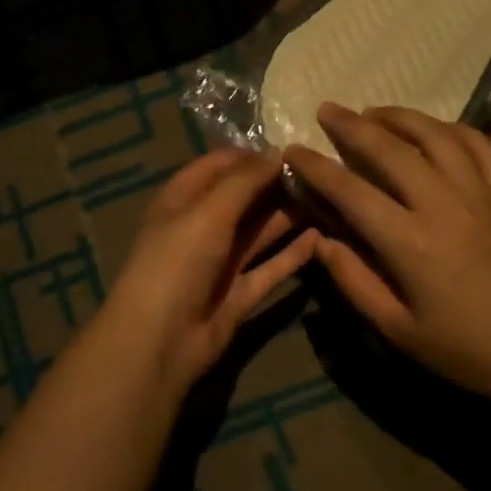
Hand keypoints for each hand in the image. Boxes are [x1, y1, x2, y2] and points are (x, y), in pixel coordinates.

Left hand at [91, 149, 318, 388]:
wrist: (160, 341)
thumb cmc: (177, 262)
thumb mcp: (208, 212)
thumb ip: (244, 181)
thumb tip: (279, 152)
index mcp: (183, 199)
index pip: (220, 165)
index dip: (253, 156)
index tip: (295, 150)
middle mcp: (202, 226)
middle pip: (245, 198)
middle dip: (277, 185)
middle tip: (324, 173)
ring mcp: (221, 262)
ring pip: (260, 232)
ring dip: (289, 217)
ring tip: (330, 200)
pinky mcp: (239, 293)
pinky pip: (270, 268)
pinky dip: (292, 254)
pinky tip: (321, 238)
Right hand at [285, 103, 490, 400]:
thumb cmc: (465, 349)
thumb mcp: (397, 330)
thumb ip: (354, 281)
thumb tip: (321, 240)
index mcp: (410, 242)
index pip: (351, 190)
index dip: (317, 167)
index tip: (294, 151)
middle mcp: (443, 205)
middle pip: (391, 149)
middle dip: (352, 126)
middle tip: (327, 110)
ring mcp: (480, 195)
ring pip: (436, 136)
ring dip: (401, 117)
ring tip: (375, 112)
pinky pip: (481, 147)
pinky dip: (453, 129)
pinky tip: (435, 129)